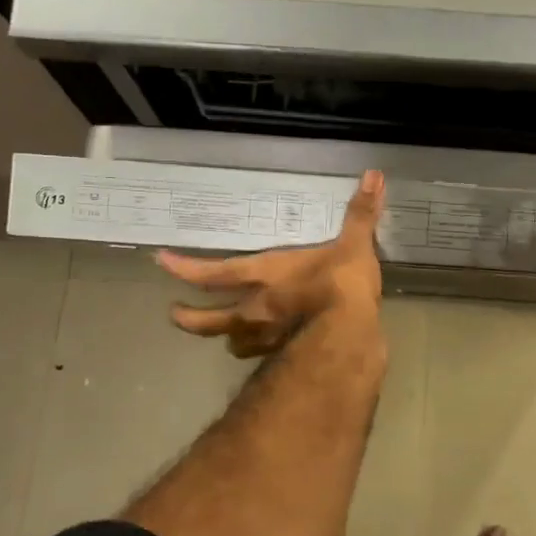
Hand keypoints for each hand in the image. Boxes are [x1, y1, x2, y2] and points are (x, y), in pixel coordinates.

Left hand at [157, 171, 385, 357]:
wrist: (350, 339)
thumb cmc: (341, 286)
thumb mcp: (354, 245)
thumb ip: (361, 213)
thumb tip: (374, 174)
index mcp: (264, 276)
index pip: (213, 272)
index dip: (185, 268)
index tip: (161, 262)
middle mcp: (255, 310)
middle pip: (208, 319)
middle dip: (189, 317)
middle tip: (173, 314)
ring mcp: (266, 341)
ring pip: (232, 343)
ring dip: (226, 338)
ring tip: (225, 336)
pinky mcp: (284, 361)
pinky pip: (262, 358)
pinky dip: (259, 355)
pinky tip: (267, 354)